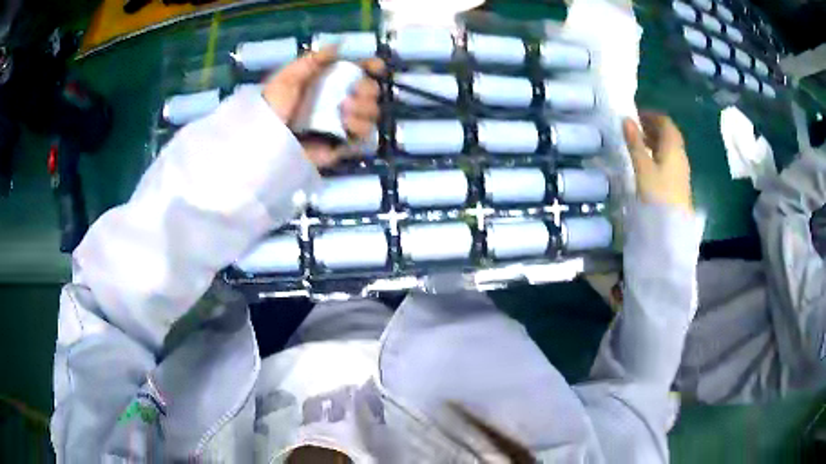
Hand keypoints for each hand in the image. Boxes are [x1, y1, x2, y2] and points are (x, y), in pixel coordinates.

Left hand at [262, 46, 383, 167]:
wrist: (266, 140)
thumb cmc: (273, 106)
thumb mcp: (288, 77)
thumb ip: (312, 60)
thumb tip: (338, 45)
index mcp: (327, 82)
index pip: (357, 71)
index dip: (370, 67)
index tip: (376, 67)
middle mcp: (338, 101)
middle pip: (370, 91)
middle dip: (368, 89)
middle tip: (354, 92)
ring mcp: (342, 123)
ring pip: (371, 113)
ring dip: (364, 108)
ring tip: (345, 112)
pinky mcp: (342, 144)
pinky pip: (364, 136)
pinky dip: (361, 128)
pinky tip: (347, 125)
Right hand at [623, 112, 692, 212]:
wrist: (673, 228)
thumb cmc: (658, 194)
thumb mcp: (643, 167)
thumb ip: (635, 143)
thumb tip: (626, 120)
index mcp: (673, 147)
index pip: (665, 122)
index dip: (651, 115)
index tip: (635, 115)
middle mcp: (680, 155)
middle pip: (669, 134)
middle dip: (652, 127)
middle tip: (635, 128)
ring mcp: (681, 170)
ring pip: (669, 148)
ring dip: (655, 141)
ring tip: (639, 144)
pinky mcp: (679, 183)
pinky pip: (669, 160)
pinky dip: (658, 154)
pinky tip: (648, 163)